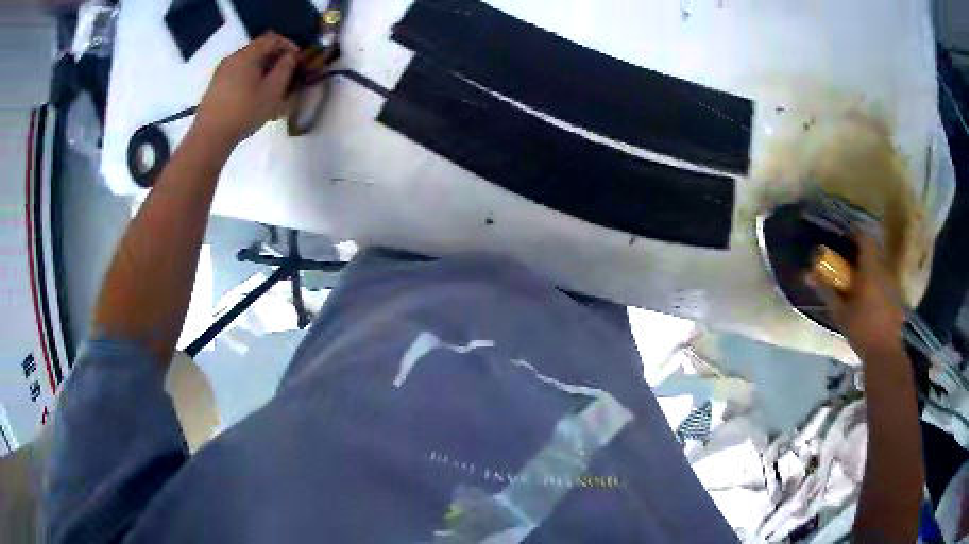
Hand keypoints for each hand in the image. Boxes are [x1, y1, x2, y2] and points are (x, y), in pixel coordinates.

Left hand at [195, 33, 298, 146]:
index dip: (289, 45)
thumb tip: (289, 57)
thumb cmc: (244, 111)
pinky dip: (249, 78)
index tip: (298, 60)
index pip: (272, 39)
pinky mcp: (215, 87)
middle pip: (258, 49)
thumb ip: (285, 69)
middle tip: (286, 74)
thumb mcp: (273, 90)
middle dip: (275, 58)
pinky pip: (237, 74)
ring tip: (270, 87)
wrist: (209, 137)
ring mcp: (221, 72)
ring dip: (262, 70)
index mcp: (247, 55)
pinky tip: (253, 95)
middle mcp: (233, 58)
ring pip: (247, 63)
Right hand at [810, 233, 904, 355]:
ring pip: (880, 267)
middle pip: (873, 251)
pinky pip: (886, 283)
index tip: (844, 241)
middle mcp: (884, 270)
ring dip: (870, 270)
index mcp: (870, 268)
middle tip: (849, 266)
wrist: (884, 353)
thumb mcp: (840, 312)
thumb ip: (826, 291)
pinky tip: (872, 302)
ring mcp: (892, 284)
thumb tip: (808, 274)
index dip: (854, 234)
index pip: (864, 237)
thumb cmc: (861, 329)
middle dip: (861, 255)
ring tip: (860, 285)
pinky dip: (878, 285)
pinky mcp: (897, 298)